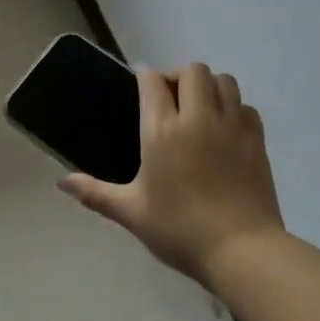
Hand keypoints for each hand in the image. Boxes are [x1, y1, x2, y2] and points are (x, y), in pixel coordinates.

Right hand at [60, 63, 284, 285]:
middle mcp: (198, 117)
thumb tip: (62, 183)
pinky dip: (234, 107)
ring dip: (208, 86)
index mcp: (162, 130)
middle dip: (178, 76)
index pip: (153, 82)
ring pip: (223, 81)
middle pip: (192, 71)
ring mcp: (232, 126)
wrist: (242, 249)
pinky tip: (224, 129)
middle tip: (169, 99)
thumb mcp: (131, 213)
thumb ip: (95, 193)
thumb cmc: (179, 229)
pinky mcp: (257, 139)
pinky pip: (245, 106)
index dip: (144, 78)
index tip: (139, 88)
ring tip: (197, 108)